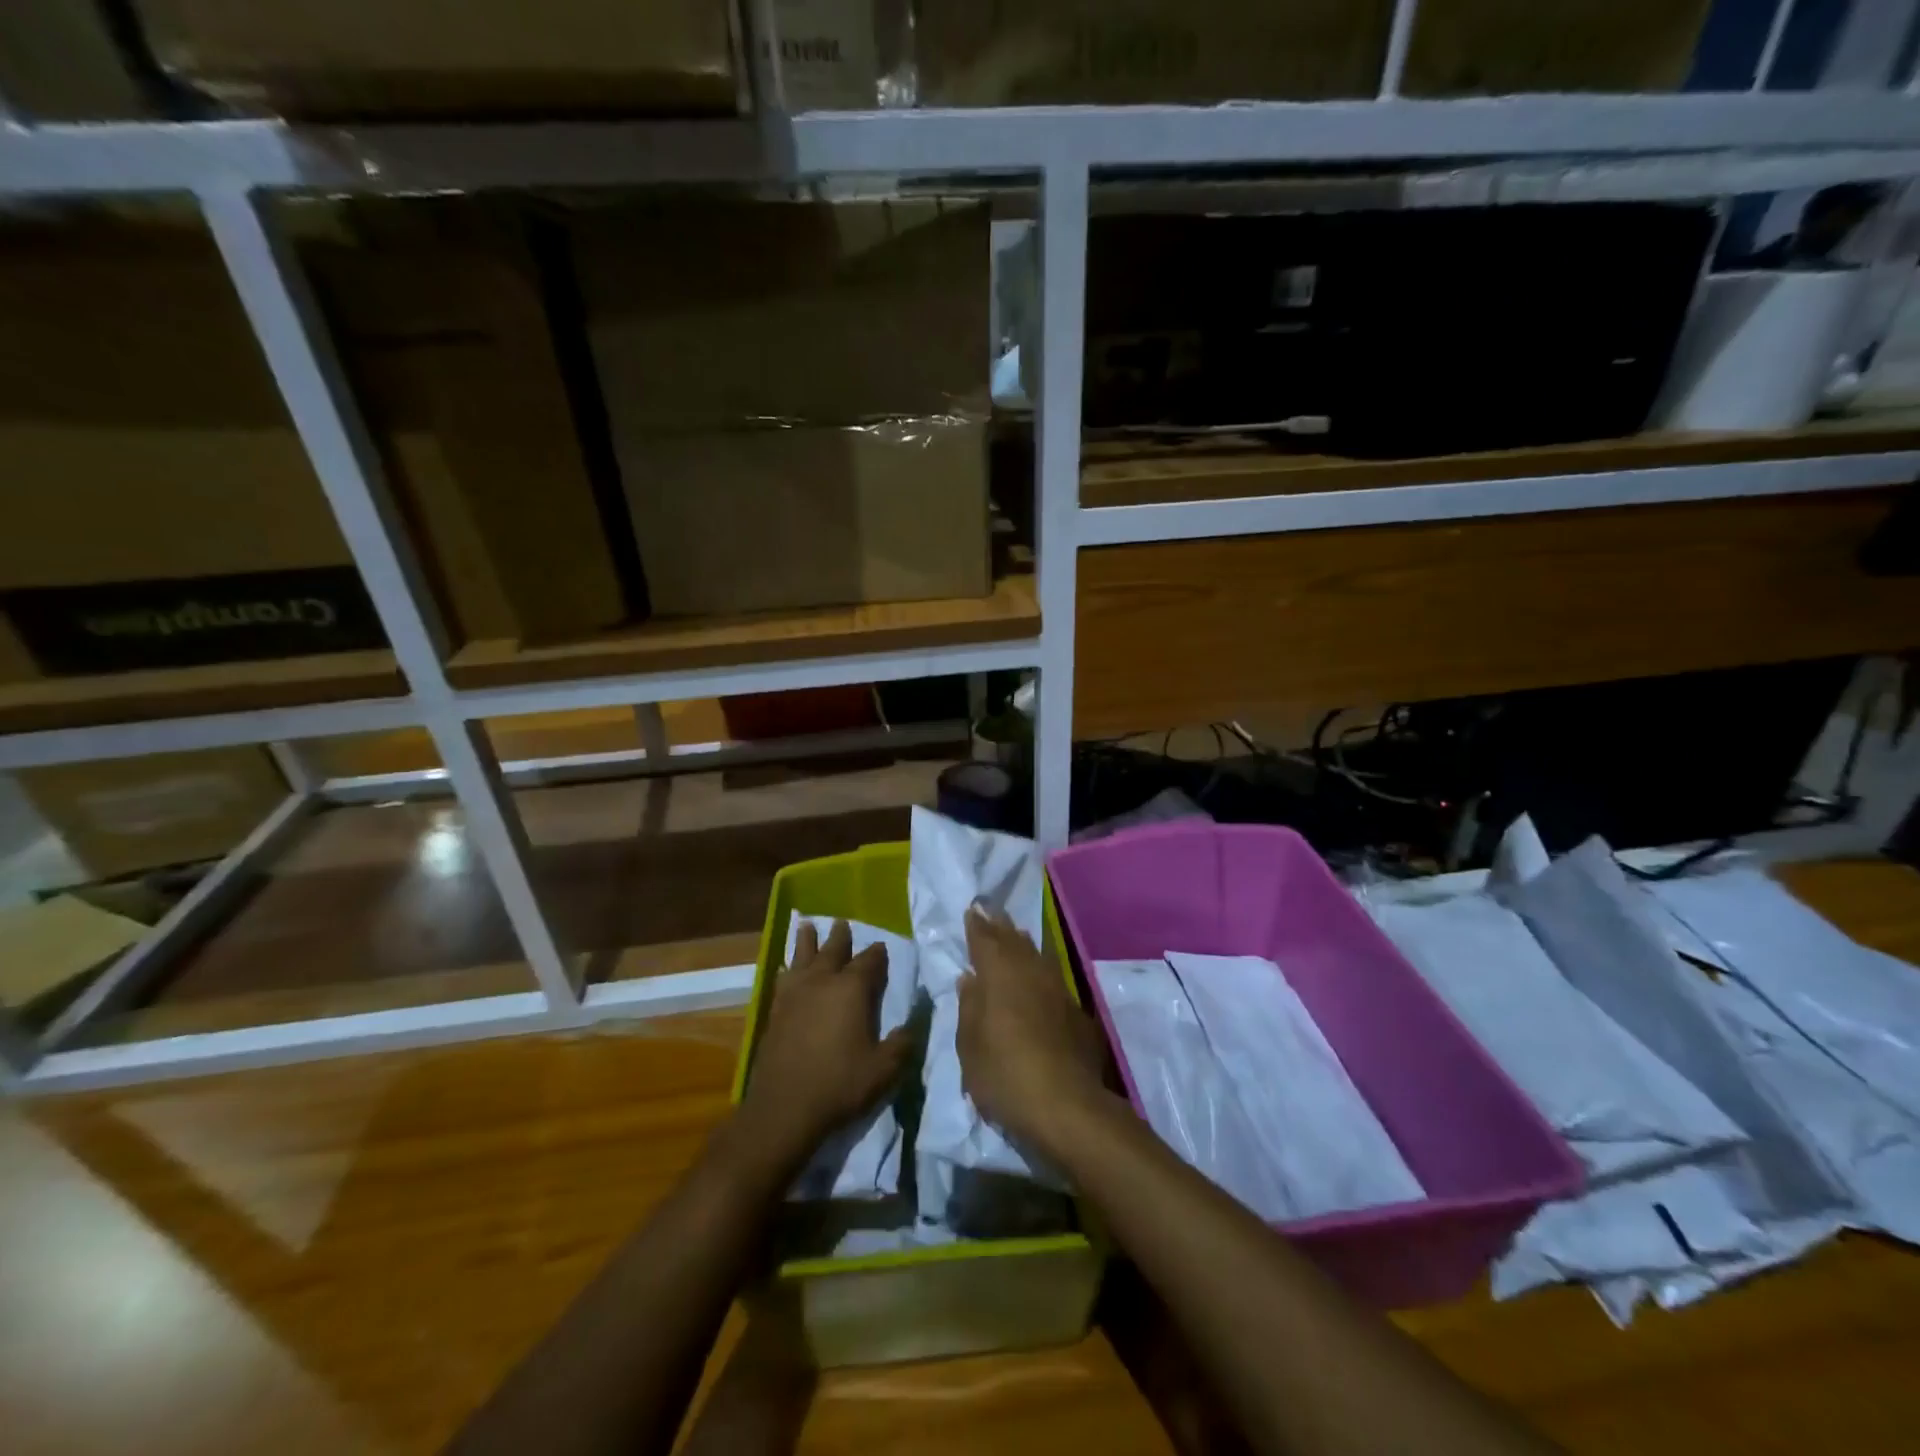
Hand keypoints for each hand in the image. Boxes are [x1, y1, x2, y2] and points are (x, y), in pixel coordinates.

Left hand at [739, 920, 913, 1165]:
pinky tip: (785, 969)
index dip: (877, 954)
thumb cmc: (840, 1084)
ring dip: (807, 942)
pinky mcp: (776, 1011)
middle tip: (842, 922)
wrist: (785, 1108)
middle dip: (840, 937)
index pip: (869, 962)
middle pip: (832, 951)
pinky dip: (787, 969)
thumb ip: (902, 1043)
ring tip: (806, 926)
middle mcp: (822, 982)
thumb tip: (913, 1024)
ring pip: (802, 957)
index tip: (881, 946)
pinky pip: (783, 979)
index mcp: (851, 989)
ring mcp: (795, 995)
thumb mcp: (884, 1068)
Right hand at [958, 906, 1109, 1157]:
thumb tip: (970, 979)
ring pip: (1037, 955)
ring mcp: (1058, 990)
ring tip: (1014, 934)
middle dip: (1000, 926)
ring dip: (1023, 943)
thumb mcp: (970, 1048)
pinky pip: (1052, 976)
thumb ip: (969, 1008)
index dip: (977, 926)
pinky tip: (1038, 975)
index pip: (985, 940)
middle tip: (991, 912)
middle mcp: (1030, 973)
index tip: (972, 910)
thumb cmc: (1005, 1076)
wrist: (1067, 1106)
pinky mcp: (1076, 1011)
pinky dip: (1040, 968)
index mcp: (999, 976)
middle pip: (1014, 941)